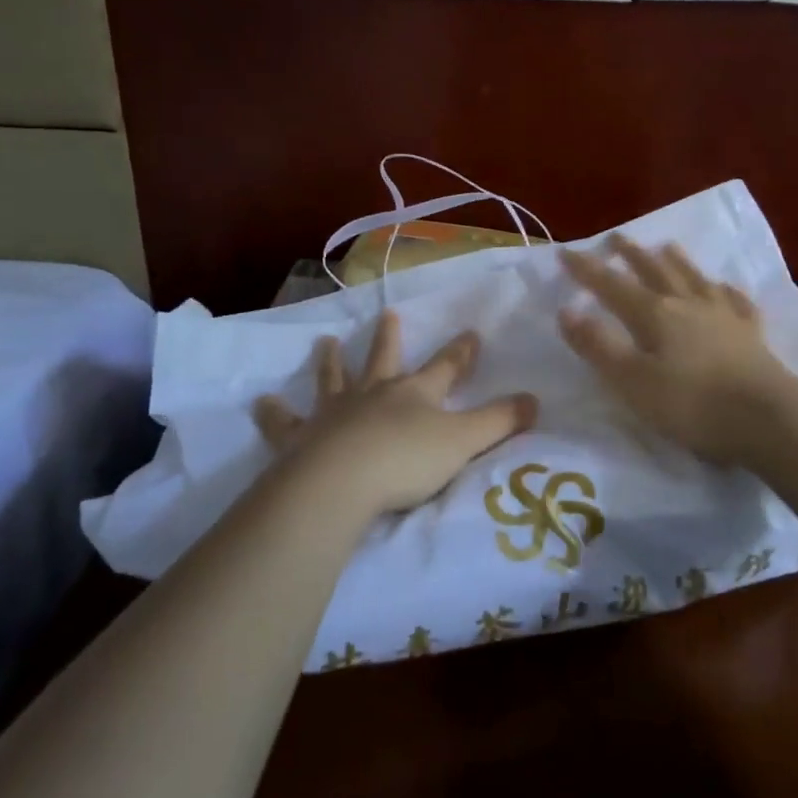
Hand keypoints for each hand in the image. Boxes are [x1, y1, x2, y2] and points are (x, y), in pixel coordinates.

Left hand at [252, 312, 537, 521]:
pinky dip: (273, 413)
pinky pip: (285, 423)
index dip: (461, 351)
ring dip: (331, 362)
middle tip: (388, 314)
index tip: (471, 332)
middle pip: (384, 360)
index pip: (445, 366)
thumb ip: (500, 422)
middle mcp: (374, 394)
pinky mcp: (301, 439)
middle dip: (390, 338)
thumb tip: (536, 401)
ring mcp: (335, 413)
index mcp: (415, 394)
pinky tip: (260, 403)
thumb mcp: (464, 442)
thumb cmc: (407, 461)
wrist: (341, 482)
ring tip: (325, 342)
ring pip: (334, 380)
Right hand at [558, 236, 797, 465]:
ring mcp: (724, 316)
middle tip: (617, 238)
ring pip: (695, 279)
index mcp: (655, 314)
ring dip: (677, 261)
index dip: (587, 270)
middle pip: (656, 272)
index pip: (612, 286)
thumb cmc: (692, 404)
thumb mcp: (632, 381)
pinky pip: (736, 303)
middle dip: (632, 255)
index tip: (566, 251)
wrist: (767, 418)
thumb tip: (567, 310)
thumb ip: (598, 346)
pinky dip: (726, 291)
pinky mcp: (752, 335)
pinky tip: (725, 287)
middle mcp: (688, 304)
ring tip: (667, 246)